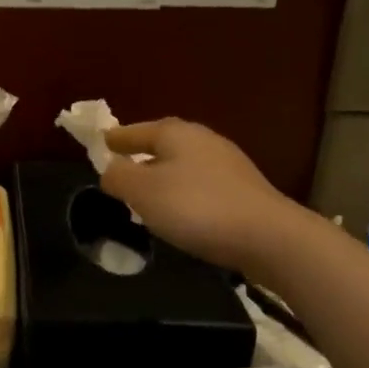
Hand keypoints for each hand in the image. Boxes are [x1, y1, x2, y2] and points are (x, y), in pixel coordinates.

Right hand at [100, 118, 304, 273]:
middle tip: (122, 167)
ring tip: (146, 194)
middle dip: (142, 154)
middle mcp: (203, 141)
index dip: (117, 138)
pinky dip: (183, 192)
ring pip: (183, 165)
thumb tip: (110, 168)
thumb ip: (118, 176)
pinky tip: (178, 211)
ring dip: (163, 175)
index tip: (102, 142)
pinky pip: (200, 185)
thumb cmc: (195, 207)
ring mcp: (228, 165)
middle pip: (164, 144)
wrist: (267, 236)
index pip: (138, 131)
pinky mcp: (242, 191)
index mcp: (176, 134)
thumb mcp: (142, 192)